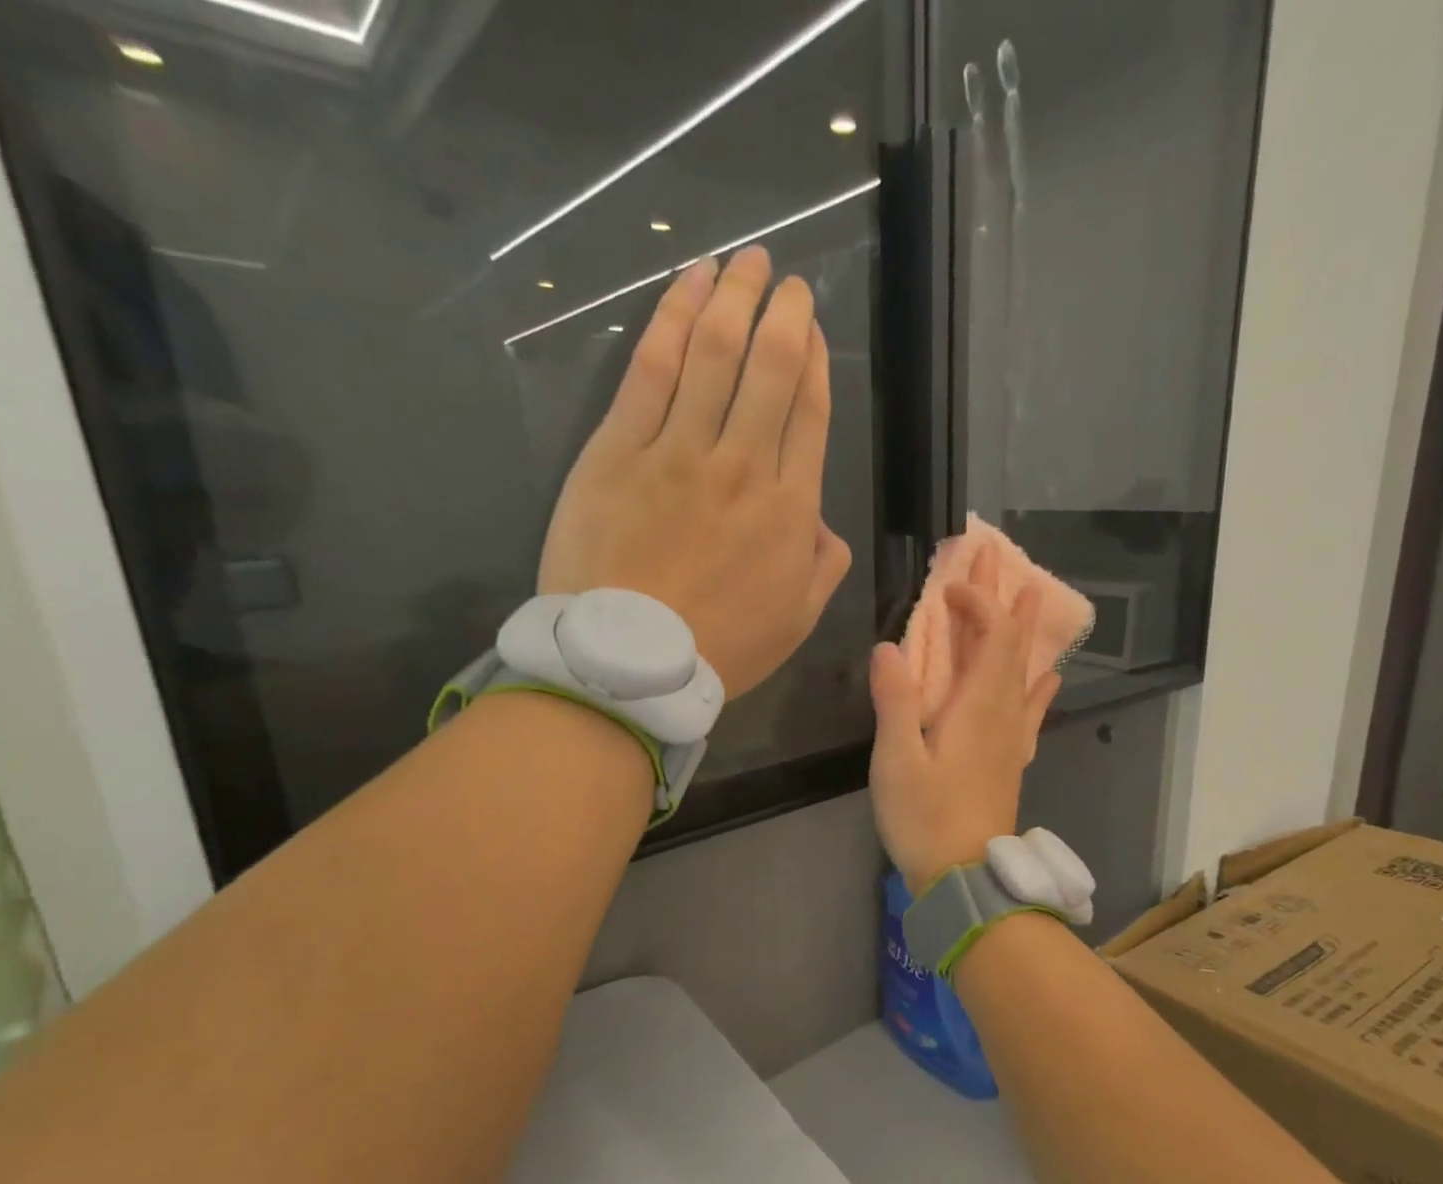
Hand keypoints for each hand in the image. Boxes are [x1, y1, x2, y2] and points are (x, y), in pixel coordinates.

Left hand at [538, 247, 852, 698]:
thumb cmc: (720, 649)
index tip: (811, 326)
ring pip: (714, 354)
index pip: (809, 414)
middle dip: (782, 314)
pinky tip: (686, 284)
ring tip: (745, 261)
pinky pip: (651, 370)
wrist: (630, 664)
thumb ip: (822, 567)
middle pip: (769, 370)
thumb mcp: (797, 621)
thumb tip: (823, 527)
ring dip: (734, 298)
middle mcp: (743, 465)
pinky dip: (671, 318)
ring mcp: (678, 451)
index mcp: (790, 509)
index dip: (813, 361)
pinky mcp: (619, 449)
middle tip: (785, 279)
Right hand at [869, 544, 1060, 895]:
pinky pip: (1032, 707)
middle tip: (1003, 558)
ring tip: (1033, 597)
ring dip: (1025, 631)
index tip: (949, 586)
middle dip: (1007, 598)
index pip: (992, 634)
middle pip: (1014, 644)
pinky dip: (1038, 683)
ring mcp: (1013, 737)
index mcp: (979, 706)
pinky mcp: (1012, 758)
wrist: (967, 876)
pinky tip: (1049, 676)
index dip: (977, 601)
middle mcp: (1005, 713)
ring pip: (1025, 670)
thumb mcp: (897, 760)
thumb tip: (889, 647)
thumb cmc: (925, 818)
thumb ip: (895, 701)